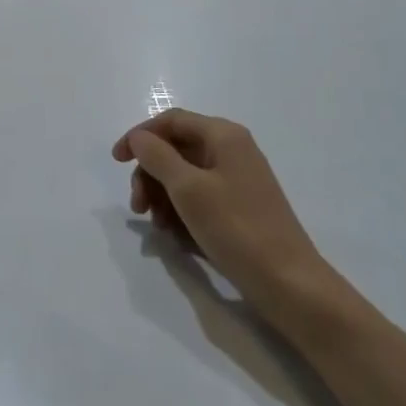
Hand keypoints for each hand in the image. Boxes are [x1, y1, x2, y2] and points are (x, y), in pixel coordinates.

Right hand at [113, 109, 329, 306]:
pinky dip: (181, 211)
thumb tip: (139, 138)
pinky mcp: (239, 208)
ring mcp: (237, 180)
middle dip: (150, 174)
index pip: (171, 121)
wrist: (289, 284)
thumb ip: (157, 157)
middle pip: (175, 149)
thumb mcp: (188, 189)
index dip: (139, 136)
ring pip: (184, 177)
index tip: (116, 161)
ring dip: (163, 196)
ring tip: (158, 226)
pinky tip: (176, 236)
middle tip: (138, 207)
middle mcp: (232, 151)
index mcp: (223, 136)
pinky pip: (199, 198)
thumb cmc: (237, 228)